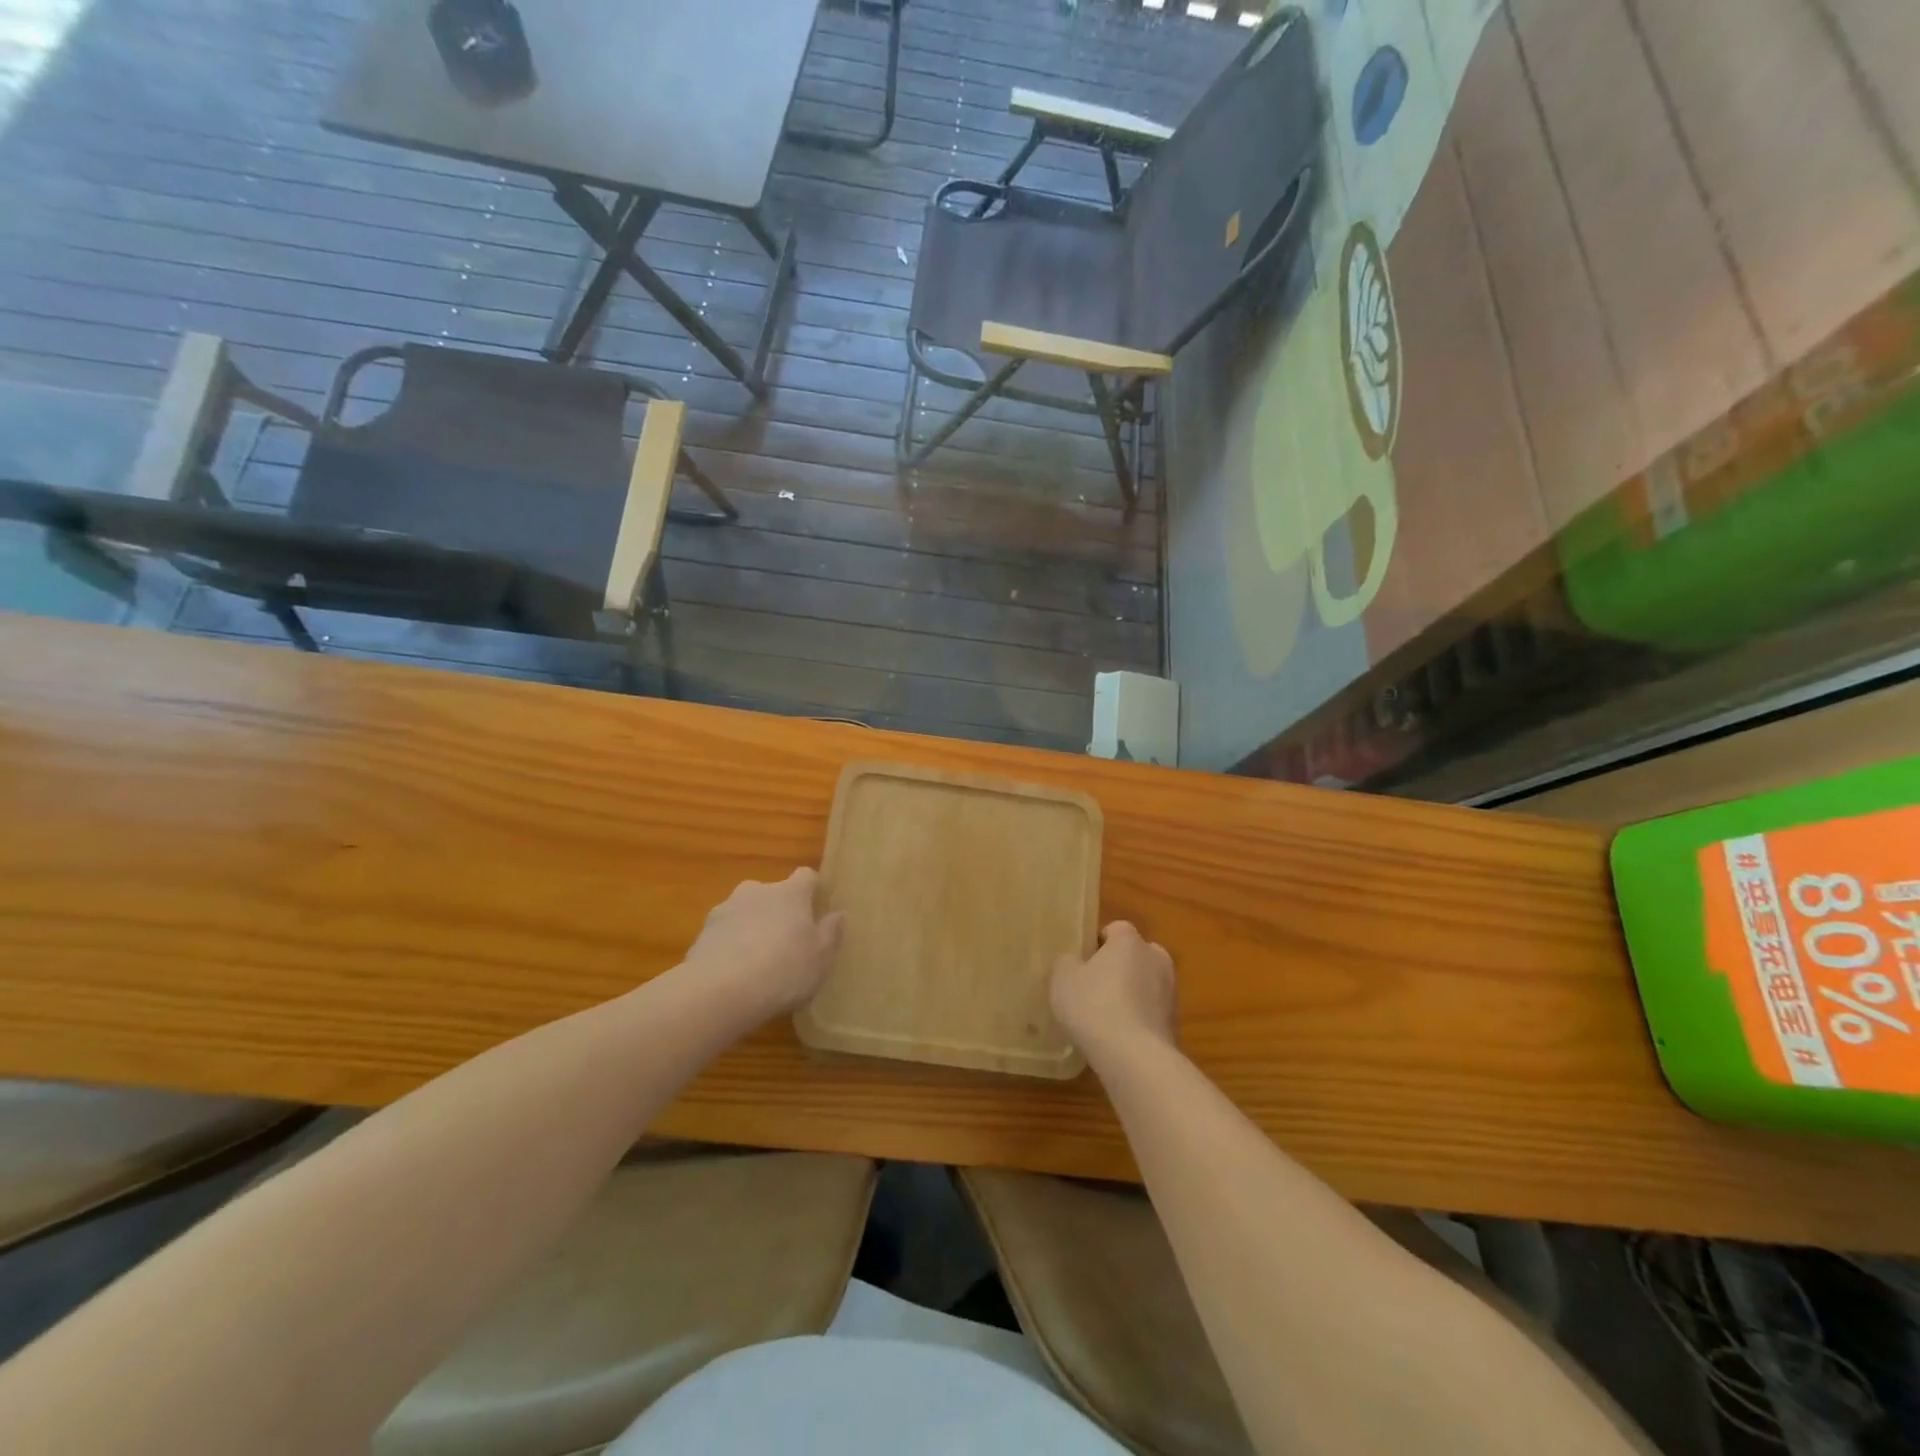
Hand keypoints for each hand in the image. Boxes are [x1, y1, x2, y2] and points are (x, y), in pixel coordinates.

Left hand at [684, 869, 844, 1016]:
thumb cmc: (783, 971)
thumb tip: (838, 913)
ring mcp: (725, 909)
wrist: (719, 991)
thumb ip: (831, 932)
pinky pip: (724, 933)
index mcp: (790, 893)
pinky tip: (734, 974)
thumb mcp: (821, 958)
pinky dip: (731, 946)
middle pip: (773, 893)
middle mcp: (757, 891)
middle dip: (779, 911)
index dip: (812, 889)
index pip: (806, 876)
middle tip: (787, 942)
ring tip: (757, 962)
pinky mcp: (702, 932)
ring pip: (745, 912)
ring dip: (752, 927)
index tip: (817, 908)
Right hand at [1050, 920, 1176, 1060]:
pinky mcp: (1175, 1023)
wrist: (1135, 1058)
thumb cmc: (1095, 1006)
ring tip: (1105, 1017)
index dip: (1098, 943)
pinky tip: (1119, 1037)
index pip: (1116, 929)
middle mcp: (1156, 958)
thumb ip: (1068, 962)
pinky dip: (1138, 1019)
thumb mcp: (1063, 978)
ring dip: (1131, 994)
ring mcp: (1171, 992)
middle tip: (1093, 987)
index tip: (1082, 963)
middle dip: (1119, 966)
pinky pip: (1150, 1012)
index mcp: (1130, 940)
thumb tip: (1075, 961)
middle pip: (1135, 955)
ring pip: (1146, 984)